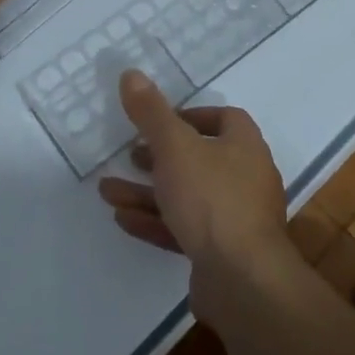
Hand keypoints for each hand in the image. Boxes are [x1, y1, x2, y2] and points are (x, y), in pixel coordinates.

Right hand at [98, 71, 296, 322]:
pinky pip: (184, 230)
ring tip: (107, 191)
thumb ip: (151, 113)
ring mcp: (236, 220)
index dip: (191, 116)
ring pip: (187, 197)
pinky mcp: (222, 254)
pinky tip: (122, 219)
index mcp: (245, 147)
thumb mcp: (175, 147)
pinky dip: (155, 221)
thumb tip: (131, 73)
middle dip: (160, 157)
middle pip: (200, 159)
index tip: (159, 122)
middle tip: (130, 156)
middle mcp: (247, 179)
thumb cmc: (212, 199)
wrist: (243, 281)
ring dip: (147, 193)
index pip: (224, 119)